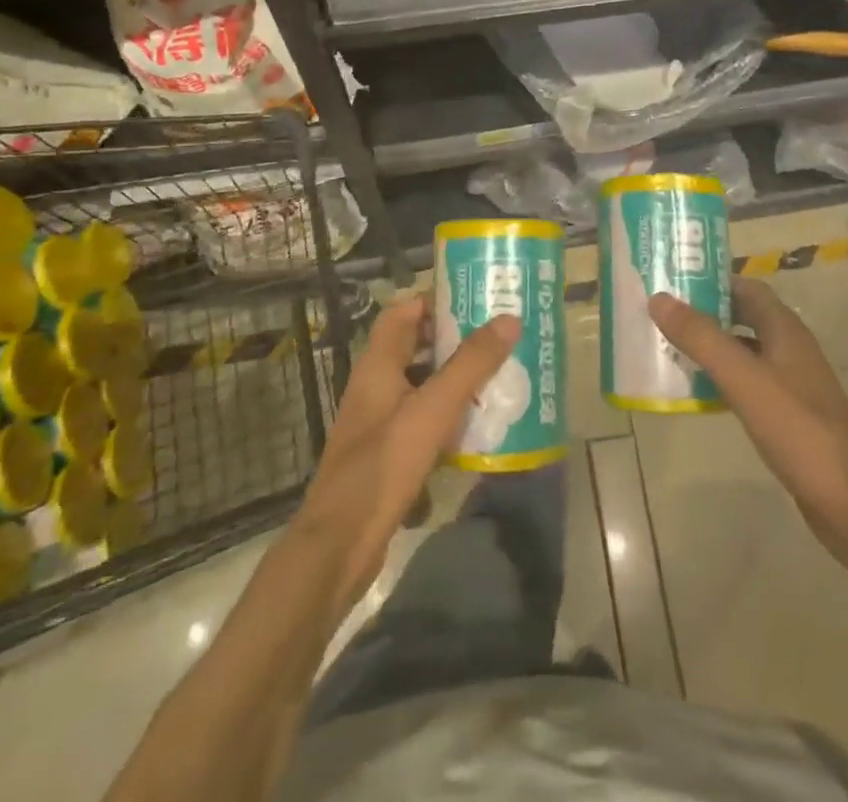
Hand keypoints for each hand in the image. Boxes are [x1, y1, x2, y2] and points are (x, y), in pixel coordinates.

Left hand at [294, 293, 517, 611]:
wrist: (339, 546)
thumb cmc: (383, 466)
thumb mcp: (432, 410)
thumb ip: (470, 365)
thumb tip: (509, 319)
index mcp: (378, 365)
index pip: (403, 312)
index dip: (435, 301)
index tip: (476, 300)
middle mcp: (376, 387)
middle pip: (417, 348)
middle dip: (456, 342)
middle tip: (499, 338)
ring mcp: (380, 423)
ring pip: (422, 387)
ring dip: (456, 382)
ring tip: (500, 378)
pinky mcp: (388, 455)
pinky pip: (423, 423)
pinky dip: (449, 420)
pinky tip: (479, 430)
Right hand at [650, 277, 847, 564]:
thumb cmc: (798, 430)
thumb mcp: (743, 379)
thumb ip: (701, 338)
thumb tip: (658, 298)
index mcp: (785, 329)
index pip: (746, 287)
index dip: (711, 279)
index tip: (672, 280)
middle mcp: (789, 348)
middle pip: (742, 316)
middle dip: (704, 312)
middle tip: (660, 313)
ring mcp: (791, 382)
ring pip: (743, 350)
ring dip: (710, 346)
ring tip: (667, 347)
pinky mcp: (787, 414)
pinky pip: (747, 382)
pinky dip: (721, 378)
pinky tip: (696, 391)